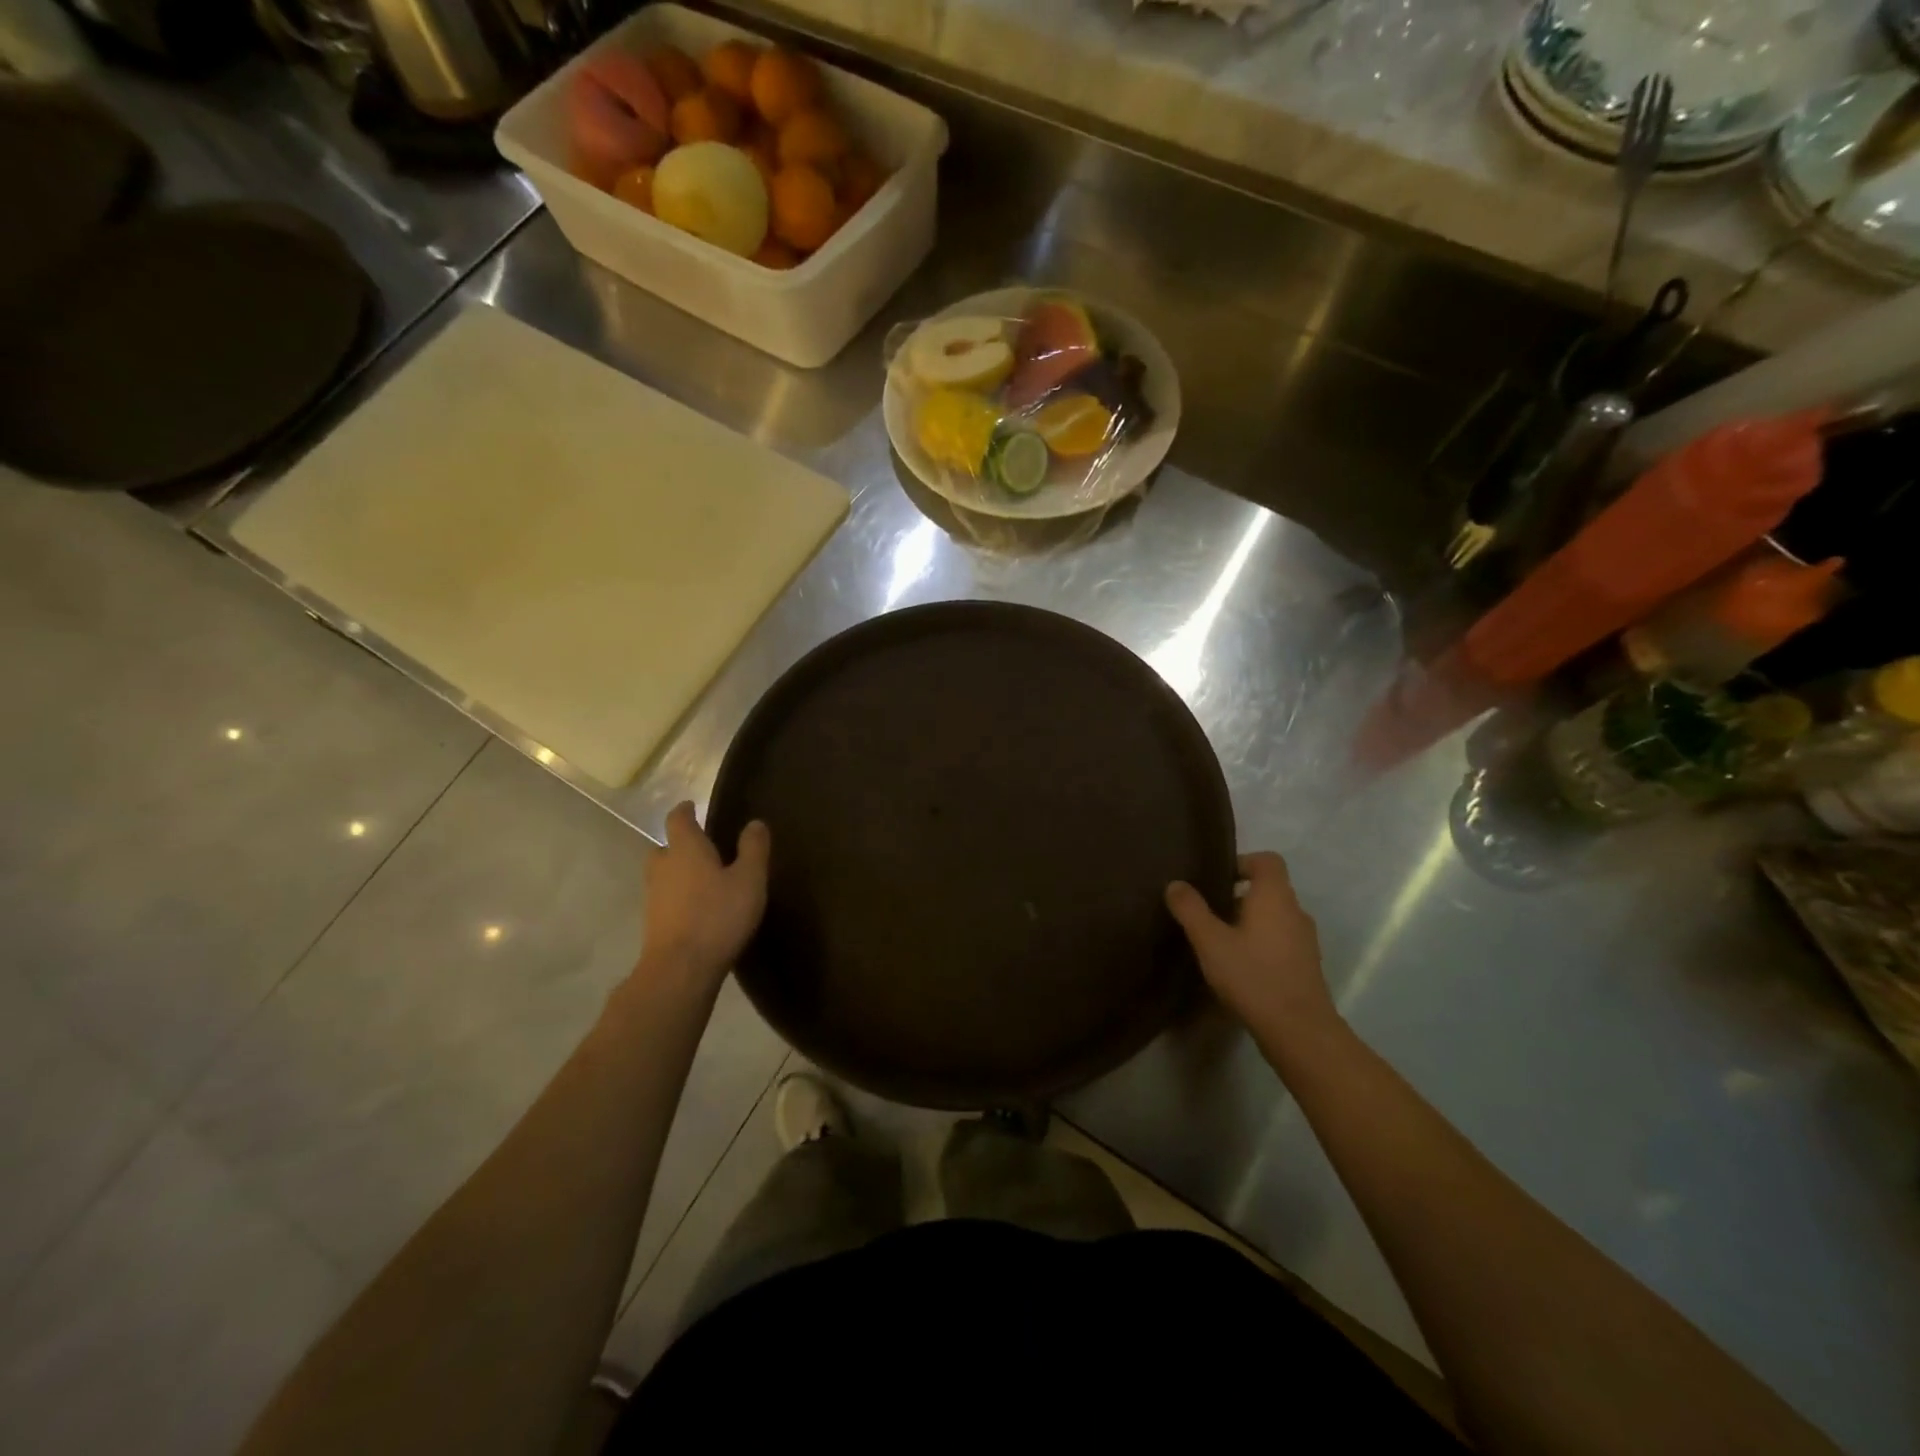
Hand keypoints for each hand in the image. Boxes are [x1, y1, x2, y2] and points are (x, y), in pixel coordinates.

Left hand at [638, 802, 769, 989]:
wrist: (680, 969)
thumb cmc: (718, 916)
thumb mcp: (749, 880)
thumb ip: (753, 849)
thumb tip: (755, 823)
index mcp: (685, 848)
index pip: (678, 819)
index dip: (685, 811)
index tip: (692, 806)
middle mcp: (663, 866)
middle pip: (665, 847)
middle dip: (680, 844)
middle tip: (703, 848)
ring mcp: (653, 896)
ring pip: (663, 874)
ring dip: (678, 872)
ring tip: (703, 880)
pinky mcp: (653, 923)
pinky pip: (665, 898)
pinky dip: (678, 897)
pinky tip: (697, 909)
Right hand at [1166, 852, 1336, 1050]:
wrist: (1299, 1031)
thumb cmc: (1252, 975)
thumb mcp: (1210, 941)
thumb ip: (1190, 909)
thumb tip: (1176, 884)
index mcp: (1275, 897)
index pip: (1267, 860)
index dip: (1242, 862)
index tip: (1216, 880)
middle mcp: (1295, 911)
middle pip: (1268, 889)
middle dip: (1237, 896)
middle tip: (1207, 913)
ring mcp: (1305, 940)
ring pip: (1273, 917)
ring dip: (1248, 922)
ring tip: (1219, 941)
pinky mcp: (1306, 965)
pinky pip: (1280, 940)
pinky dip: (1260, 943)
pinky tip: (1239, 967)